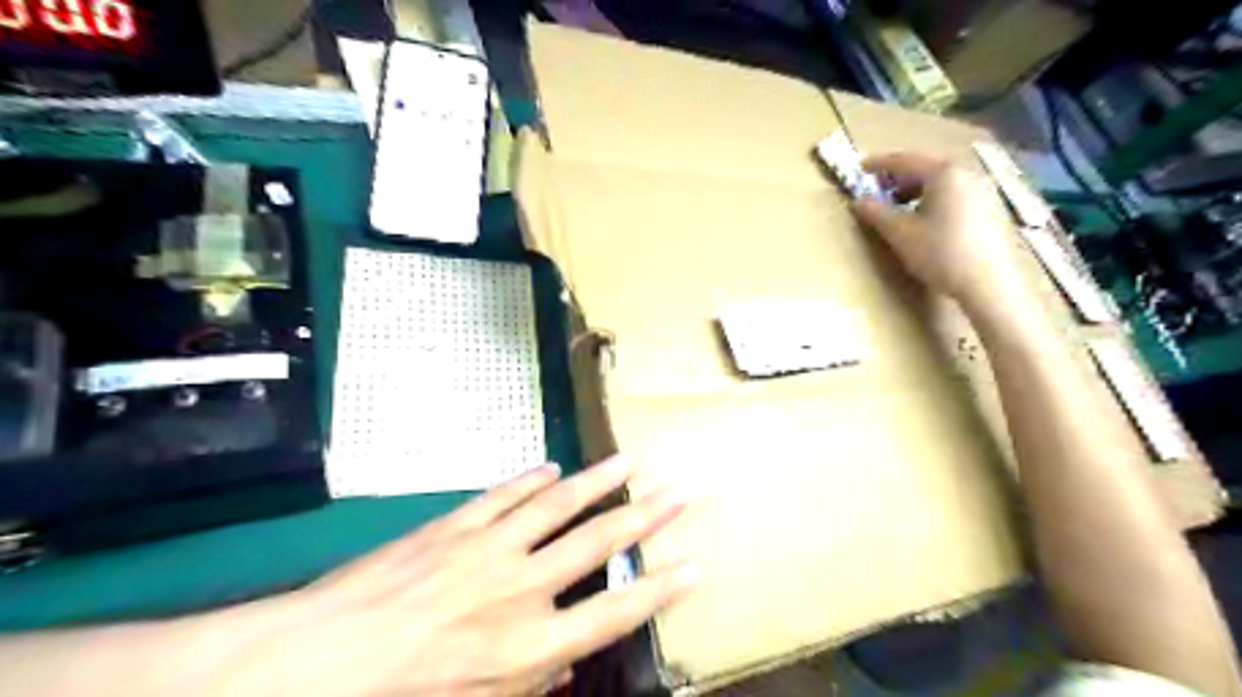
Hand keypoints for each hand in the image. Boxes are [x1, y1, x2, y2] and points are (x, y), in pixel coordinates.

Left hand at [249, 458, 696, 696]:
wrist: (322, 662)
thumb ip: (535, 682)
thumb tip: (571, 661)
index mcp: (531, 646)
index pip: (615, 613)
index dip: (659, 589)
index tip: (694, 564)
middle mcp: (522, 588)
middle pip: (598, 543)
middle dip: (645, 515)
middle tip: (679, 490)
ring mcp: (490, 548)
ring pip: (557, 504)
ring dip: (597, 481)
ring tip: (628, 459)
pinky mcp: (457, 525)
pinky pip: (505, 496)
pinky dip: (532, 480)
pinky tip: (552, 468)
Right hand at [856, 153, 1017, 303]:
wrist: (986, 283)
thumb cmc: (940, 253)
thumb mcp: (900, 234)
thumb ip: (876, 213)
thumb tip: (858, 201)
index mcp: (942, 174)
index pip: (904, 160)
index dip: (879, 164)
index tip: (860, 168)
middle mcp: (963, 174)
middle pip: (924, 167)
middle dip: (897, 177)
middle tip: (876, 189)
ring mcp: (978, 190)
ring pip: (938, 181)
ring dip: (913, 189)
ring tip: (897, 207)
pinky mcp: (985, 208)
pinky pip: (951, 193)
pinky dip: (931, 198)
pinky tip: (922, 219)